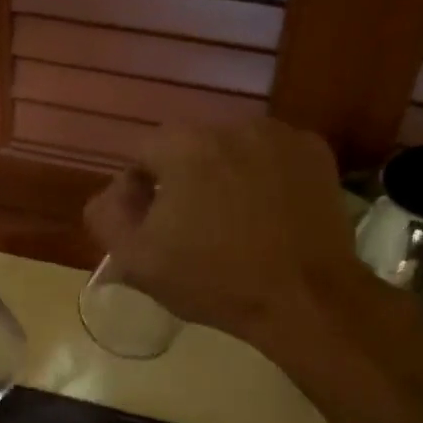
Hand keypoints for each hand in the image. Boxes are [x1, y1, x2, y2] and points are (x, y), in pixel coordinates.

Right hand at [82, 120, 370, 349]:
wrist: (306, 298)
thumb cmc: (215, 281)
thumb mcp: (137, 260)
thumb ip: (107, 215)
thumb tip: (116, 191)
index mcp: (183, 144)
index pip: (143, 154)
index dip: (142, 190)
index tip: (155, 226)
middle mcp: (231, 124)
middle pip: (191, 148)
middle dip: (186, 179)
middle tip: (195, 226)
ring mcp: (279, 134)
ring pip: (234, 149)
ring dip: (227, 175)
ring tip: (237, 220)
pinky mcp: (315, 152)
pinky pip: (274, 156)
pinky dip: (266, 176)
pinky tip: (271, 213)